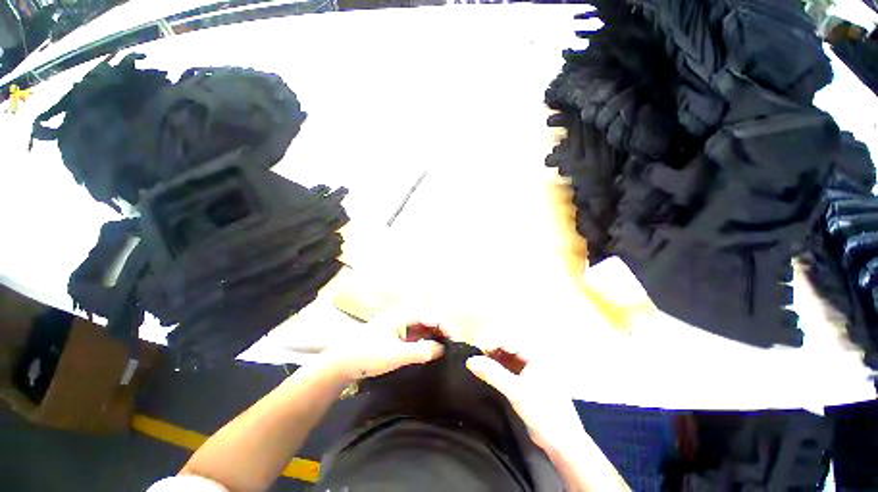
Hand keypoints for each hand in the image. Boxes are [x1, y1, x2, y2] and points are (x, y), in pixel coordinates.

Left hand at [322, 307, 444, 381]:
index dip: (445, 325)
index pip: (431, 315)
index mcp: (403, 314)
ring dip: (436, 334)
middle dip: (443, 329)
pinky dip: (427, 340)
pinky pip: (418, 334)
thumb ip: (420, 351)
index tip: (455, 340)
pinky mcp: (398, 334)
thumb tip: (442, 349)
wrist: (342, 363)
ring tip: (447, 348)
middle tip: (453, 345)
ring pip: (424, 326)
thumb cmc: (367, 355)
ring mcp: (401, 324)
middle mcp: (404, 315)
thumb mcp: (395, 355)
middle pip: (429, 318)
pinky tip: (433, 349)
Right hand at [468, 353, 630, 491]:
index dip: (493, 344)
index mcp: (536, 357)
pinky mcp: (530, 386)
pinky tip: (491, 376)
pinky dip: (501, 372)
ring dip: (496, 363)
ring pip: (510, 361)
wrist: (562, 442)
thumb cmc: (541, 410)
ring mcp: (533, 373)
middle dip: (493, 353)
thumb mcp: (515, 391)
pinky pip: (512, 372)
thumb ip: (492, 374)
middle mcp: (535, 361)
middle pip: (509, 350)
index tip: (478, 352)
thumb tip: (470, 360)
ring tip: (482, 367)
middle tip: (479, 360)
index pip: (510, 342)